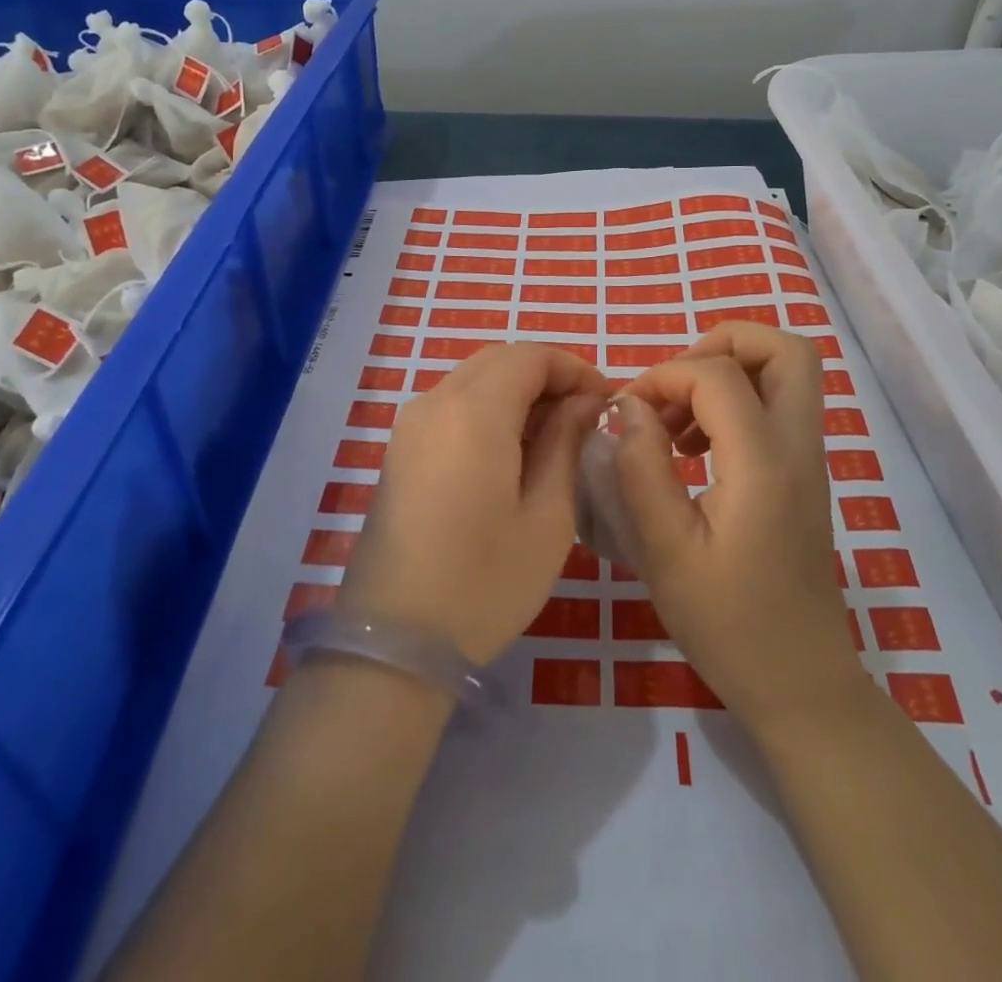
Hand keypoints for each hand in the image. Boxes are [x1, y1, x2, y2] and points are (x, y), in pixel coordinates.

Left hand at [340, 343, 609, 665]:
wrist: (394, 644)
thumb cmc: (484, 584)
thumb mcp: (547, 516)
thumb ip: (567, 443)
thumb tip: (584, 401)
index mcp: (473, 413)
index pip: (530, 356)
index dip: (574, 367)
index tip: (606, 400)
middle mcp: (434, 403)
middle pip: (499, 360)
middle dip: (547, 375)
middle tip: (585, 415)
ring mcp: (410, 425)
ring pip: (474, 379)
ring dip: (518, 391)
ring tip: (556, 435)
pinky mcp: (400, 449)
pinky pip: (452, 405)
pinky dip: (490, 409)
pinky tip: (512, 452)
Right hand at [614, 323, 860, 724]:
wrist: (799, 681)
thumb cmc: (726, 623)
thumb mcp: (664, 551)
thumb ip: (642, 468)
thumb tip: (628, 404)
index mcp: (763, 463)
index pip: (717, 374)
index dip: (664, 376)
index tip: (627, 410)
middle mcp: (797, 447)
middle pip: (783, 348)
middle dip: (721, 343)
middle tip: (673, 385)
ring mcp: (808, 459)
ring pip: (788, 370)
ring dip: (728, 371)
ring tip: (676, 421)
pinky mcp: (803, 474)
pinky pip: (780, 404)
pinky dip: (738, 400)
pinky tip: (695, 447)